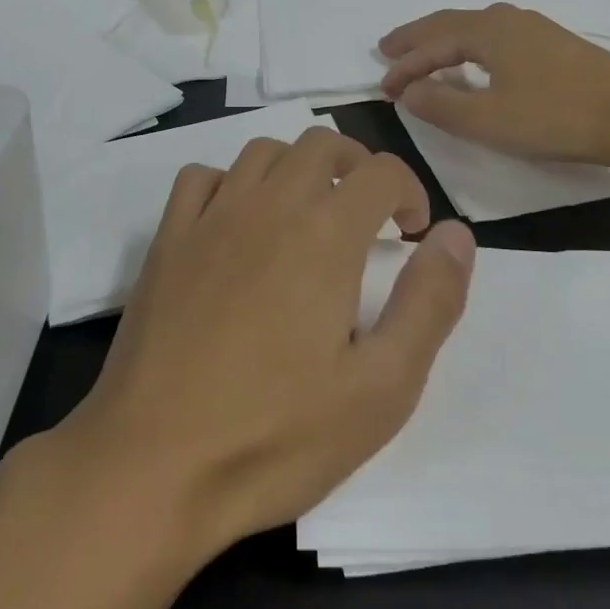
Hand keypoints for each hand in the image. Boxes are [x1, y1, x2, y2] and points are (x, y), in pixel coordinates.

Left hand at [56, 128, 476, 559]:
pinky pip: (202, 178)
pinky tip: (239, 223)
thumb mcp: (382, 388)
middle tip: (369, 218)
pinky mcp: (167, 241)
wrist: (152, 465)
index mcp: (325, 234)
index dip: (410, 191)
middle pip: (322, 143)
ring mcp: (210, 218)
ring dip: (298, 168)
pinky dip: (232, 182)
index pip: (381, 171)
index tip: (411, 235)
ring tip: (310, 216)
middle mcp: (268, 206)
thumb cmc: (277, 436)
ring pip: (263, 151)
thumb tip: (457, 234)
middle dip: (358, 167)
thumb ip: (430, 302)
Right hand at [379, 4, 609, 171]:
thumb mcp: (489, 121)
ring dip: (442, 40)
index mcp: (487, 31)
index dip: (404, 66)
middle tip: (387, 50)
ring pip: (473, 27)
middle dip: (416, 38)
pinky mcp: (553, 45)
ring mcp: (534, 29)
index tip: (382, 88)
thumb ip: (441, 106)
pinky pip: (494, 36)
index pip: (431, 43)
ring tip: (423, 53)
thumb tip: (407, 92)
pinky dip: (468, 46)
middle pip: (449, 23)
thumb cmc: (558, 117)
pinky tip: (475, 61)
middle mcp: (507, 19)